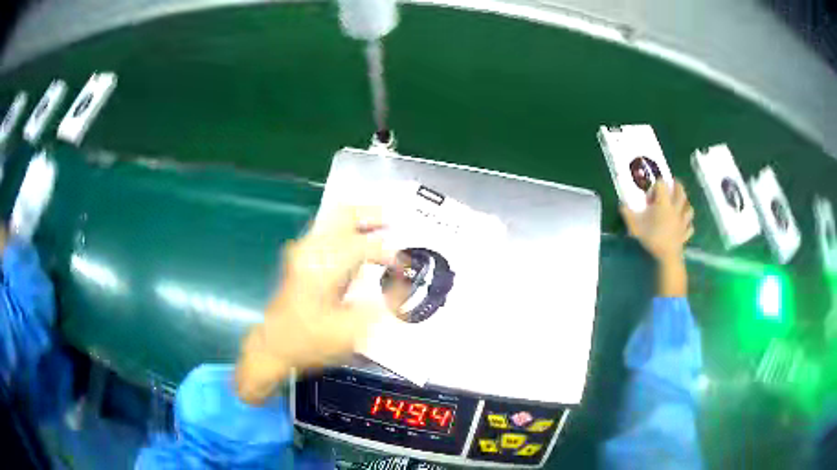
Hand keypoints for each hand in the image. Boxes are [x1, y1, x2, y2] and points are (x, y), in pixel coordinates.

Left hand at [236, 207, 394, 403]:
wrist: (275, 344)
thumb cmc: (312, 341)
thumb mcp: (352, 331)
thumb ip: (382, 304)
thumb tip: (402, 283)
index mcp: (323, 268)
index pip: (363, 246)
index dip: (387, 253)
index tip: (402, 266)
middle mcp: (311, 251)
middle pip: (343, 214)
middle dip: (371, 214)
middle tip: (395, 221)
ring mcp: (303, 250)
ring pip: (334, 218)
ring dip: (360, 220)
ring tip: (384, 227)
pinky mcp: (301, 256)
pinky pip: (328, 230)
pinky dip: (348, 229)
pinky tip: (361, 239)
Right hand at [620, 180, 693, 262]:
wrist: (666, 257)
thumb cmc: (651, 238)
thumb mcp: (634, 225)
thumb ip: (627, 214)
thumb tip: (622, 205)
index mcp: (664, 203)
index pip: (662, 184)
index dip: (656, 187)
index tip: (650, 198)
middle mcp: (675, 208)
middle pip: (680, 191)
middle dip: (677, 186)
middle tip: (672, 186)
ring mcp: (682, 221)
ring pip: (689, 208)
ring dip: (686, 205)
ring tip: (681, 205)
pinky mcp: (685, 233)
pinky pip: (690, 227)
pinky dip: (688, 225)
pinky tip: (684, 226)